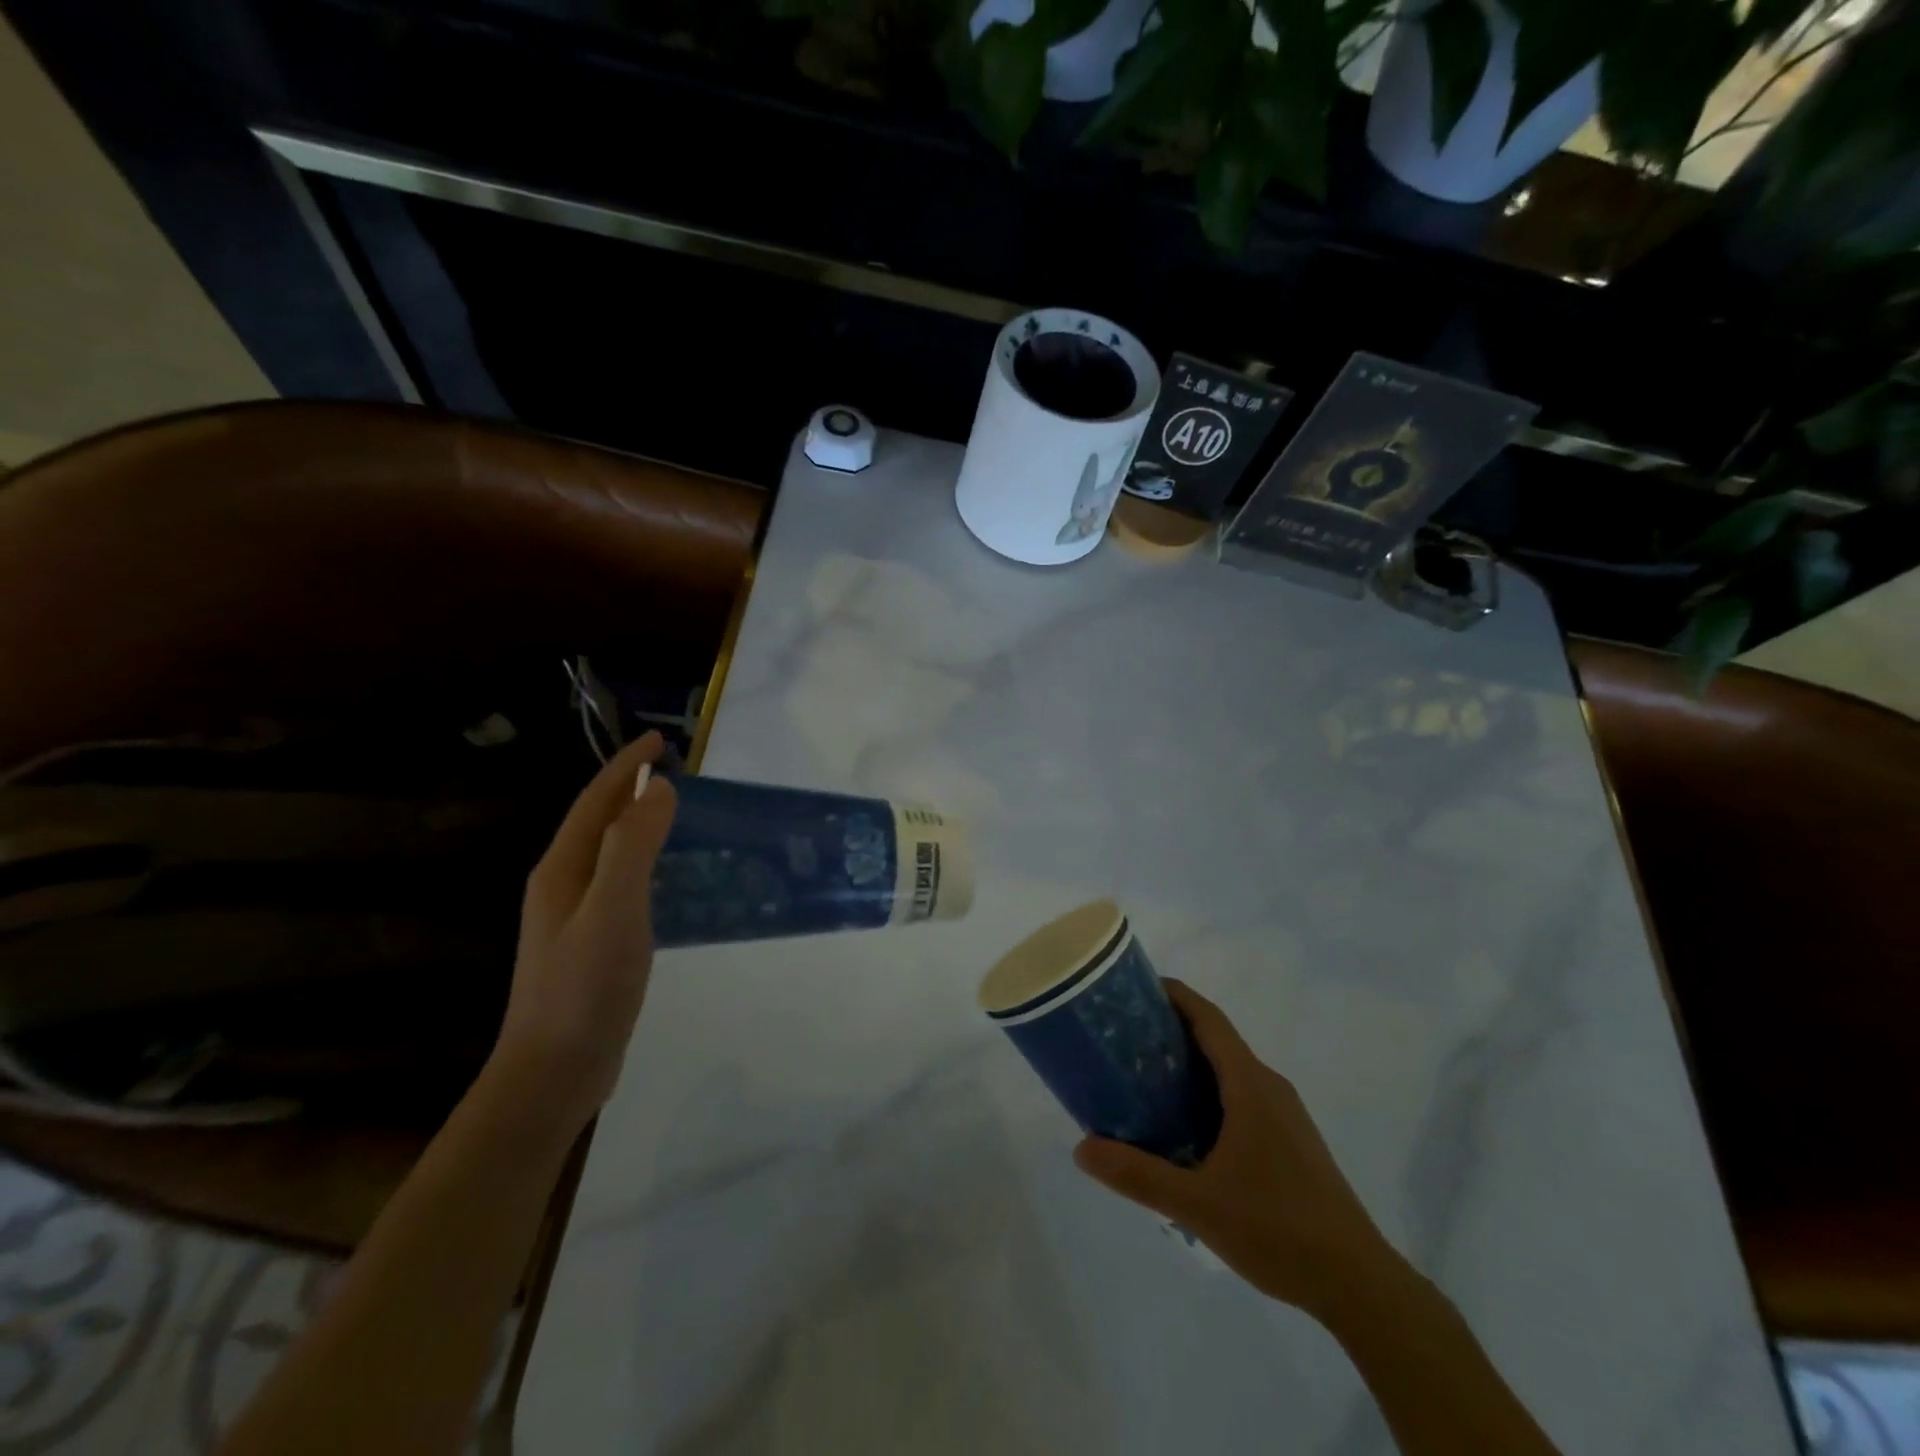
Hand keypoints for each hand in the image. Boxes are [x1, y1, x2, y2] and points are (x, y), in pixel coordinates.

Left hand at [492, 732, 677, 1132]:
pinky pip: (619, 880)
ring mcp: (573, 916)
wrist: (553, 1073)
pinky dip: (642, 859)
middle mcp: (562, 884)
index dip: (626, 765)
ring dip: (635, 821)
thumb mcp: (613, 911)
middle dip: (629, 786)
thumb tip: (658, 787)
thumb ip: (634, 847)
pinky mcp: (589, 942)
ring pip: (608, 851)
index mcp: (562, 869)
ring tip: (671, 809)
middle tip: (671, 767)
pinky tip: (663, 875)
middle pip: (597, 820)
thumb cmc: (584, 988)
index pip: (597, 800)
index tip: (660, 738)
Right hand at [1073, 979, 1403, 1324]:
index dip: (1174, 995)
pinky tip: (1185, 1129)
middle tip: (1124, 1038)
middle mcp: (1269, 1086)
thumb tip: (1081, 1148)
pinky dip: (1208, 1093)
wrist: (1358, 1283)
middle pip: (1216, 1039)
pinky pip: (1242, 1096)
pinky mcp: (1290, 1140)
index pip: (1208, 1018)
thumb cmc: (1278, 1229)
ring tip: (1144, 1079)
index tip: (1135, 988)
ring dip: (1190, 1064)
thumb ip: (1138, 1175)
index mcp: (1250, 1085)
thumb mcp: (1197, 1204)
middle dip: (1171, 1030)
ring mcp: (1285, 1114)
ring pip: (1230, 1070)